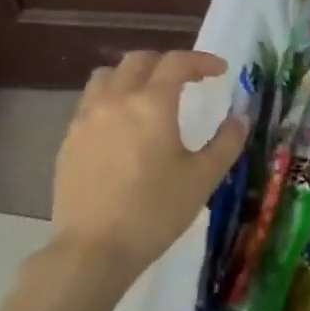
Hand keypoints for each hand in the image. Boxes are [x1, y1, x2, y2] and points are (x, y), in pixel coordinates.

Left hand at [48, 51, 246, 288]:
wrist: (94, 249)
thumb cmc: (156, 211)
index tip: (220, 71)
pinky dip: (111, 99)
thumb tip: (240, 118)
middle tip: (187, 80)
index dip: (201, 61)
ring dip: (132, 75)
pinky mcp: (69, 141)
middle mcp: (115, 100)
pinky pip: (90, 103)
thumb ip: (226, 142)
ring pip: (107, 76)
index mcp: (152, 104)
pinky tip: (122, 127)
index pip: (177, 63)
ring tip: (148, 95)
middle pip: (138, 61)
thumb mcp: (203, 178)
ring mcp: (86, 119)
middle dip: (166, 63)